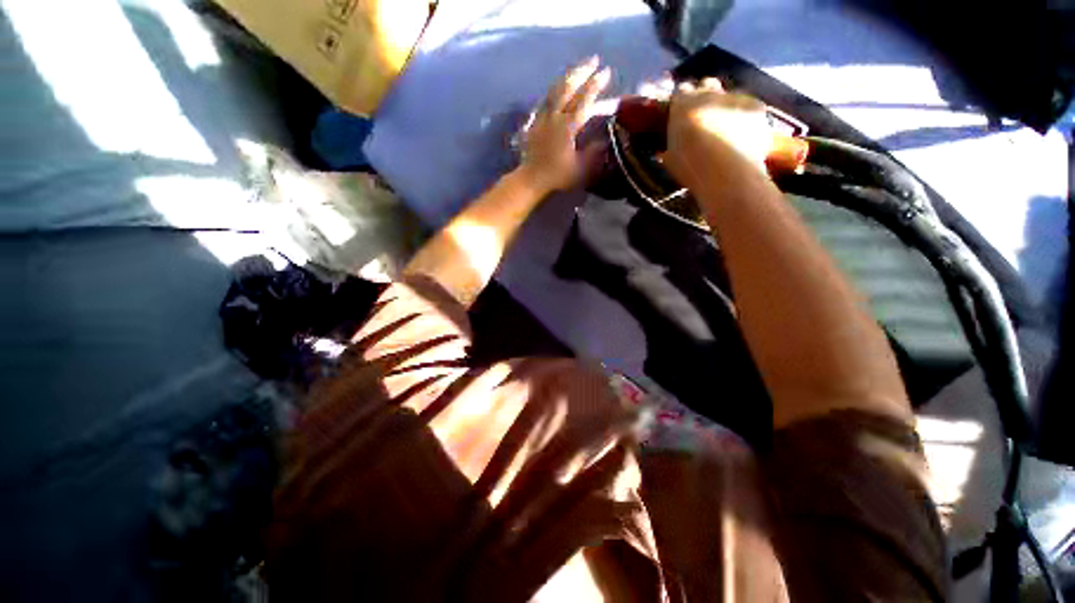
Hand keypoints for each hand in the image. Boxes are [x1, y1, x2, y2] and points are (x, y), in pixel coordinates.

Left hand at [519, 57, 610, 192]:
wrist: (530, 179)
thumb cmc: (556, 176)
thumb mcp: (579, 169)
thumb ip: (593, 153)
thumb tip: (605, 139)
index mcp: (566, 127)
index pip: (583, 101)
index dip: (595, 86)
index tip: (606, 72)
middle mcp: (553, 117)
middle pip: (567, 89)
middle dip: (581, 72)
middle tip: (593, 59)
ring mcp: (541, 118)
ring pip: (554, 91)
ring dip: (567, 77)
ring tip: (577, 68)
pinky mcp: (534, 123)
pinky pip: (543, 101)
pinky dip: (552, 91)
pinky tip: (556, 88)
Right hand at [664, 78, 770, 182]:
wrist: (725, 169)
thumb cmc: (690, 165)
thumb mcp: (671, 158)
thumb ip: (671, 145)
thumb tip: (669, 148)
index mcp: (683, 104)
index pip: (681, 91)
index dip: (683, 101)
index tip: (682, 113)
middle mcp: (709, 93)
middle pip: (708, 84)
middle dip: (706, 95)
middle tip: (704, 116)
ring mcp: (735, 98)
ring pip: (730, 96)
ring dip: (726, 107)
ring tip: (726, 128)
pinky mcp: (756, 106)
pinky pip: (750, 108)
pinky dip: (746, 118)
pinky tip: (744, 135)